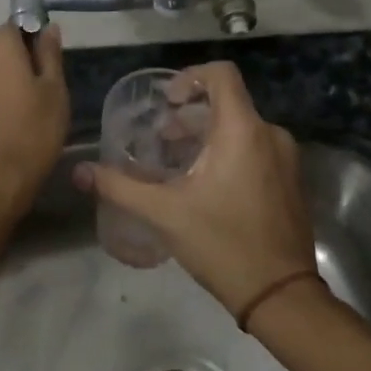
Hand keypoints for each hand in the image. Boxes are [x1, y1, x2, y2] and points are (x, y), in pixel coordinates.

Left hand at [0, 23, 68, 210]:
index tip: (49, 64)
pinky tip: (8, 129)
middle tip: (43, 94)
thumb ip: (50, 55)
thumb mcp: (54, 91)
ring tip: (27, 116)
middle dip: (19, 65)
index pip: (15, 26)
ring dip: (5, 87)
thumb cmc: (31, 132)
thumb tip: (48, 27)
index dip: (33, 40)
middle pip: (0, 52)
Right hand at [75, 62, 315, 317]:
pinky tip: (205, 185)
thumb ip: (119, 186)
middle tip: (161, 140)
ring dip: (207, 136)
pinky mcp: (291, 180)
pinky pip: (256, 148)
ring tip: (178, 164)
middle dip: (190, 115)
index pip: (221, 74)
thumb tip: (79, 171)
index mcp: (243, 130)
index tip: (167, 103)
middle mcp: (270, 134)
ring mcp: (285, 158)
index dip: (190, 77)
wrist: (281, 296)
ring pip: (241, 127)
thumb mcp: (164, 213)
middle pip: (227, 102)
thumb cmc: (222, 243)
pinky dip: (228, 152)